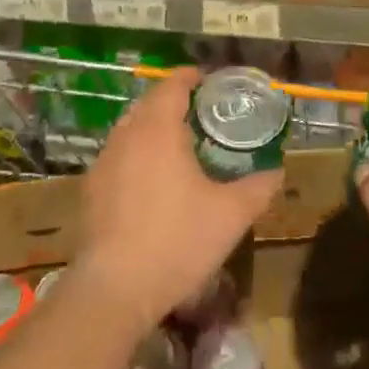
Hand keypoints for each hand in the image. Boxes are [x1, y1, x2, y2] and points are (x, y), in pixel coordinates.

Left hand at [73, 68, 281, 335]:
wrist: (115, 290)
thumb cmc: (177, 241)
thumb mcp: (232, 215)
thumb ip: (259, 187)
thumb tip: (277, 170)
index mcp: (158, 129)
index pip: (173, 85)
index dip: (192, 77)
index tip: (211, 82)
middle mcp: (127, 135)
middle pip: (150, 103)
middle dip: (174, 101)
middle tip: (202, 113)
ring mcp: (104, 162)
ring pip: (130, 128)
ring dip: (153, 127)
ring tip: (179, 144)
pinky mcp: (91, 189)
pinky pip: (118, 154)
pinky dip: (137, 152)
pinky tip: (153, 179)